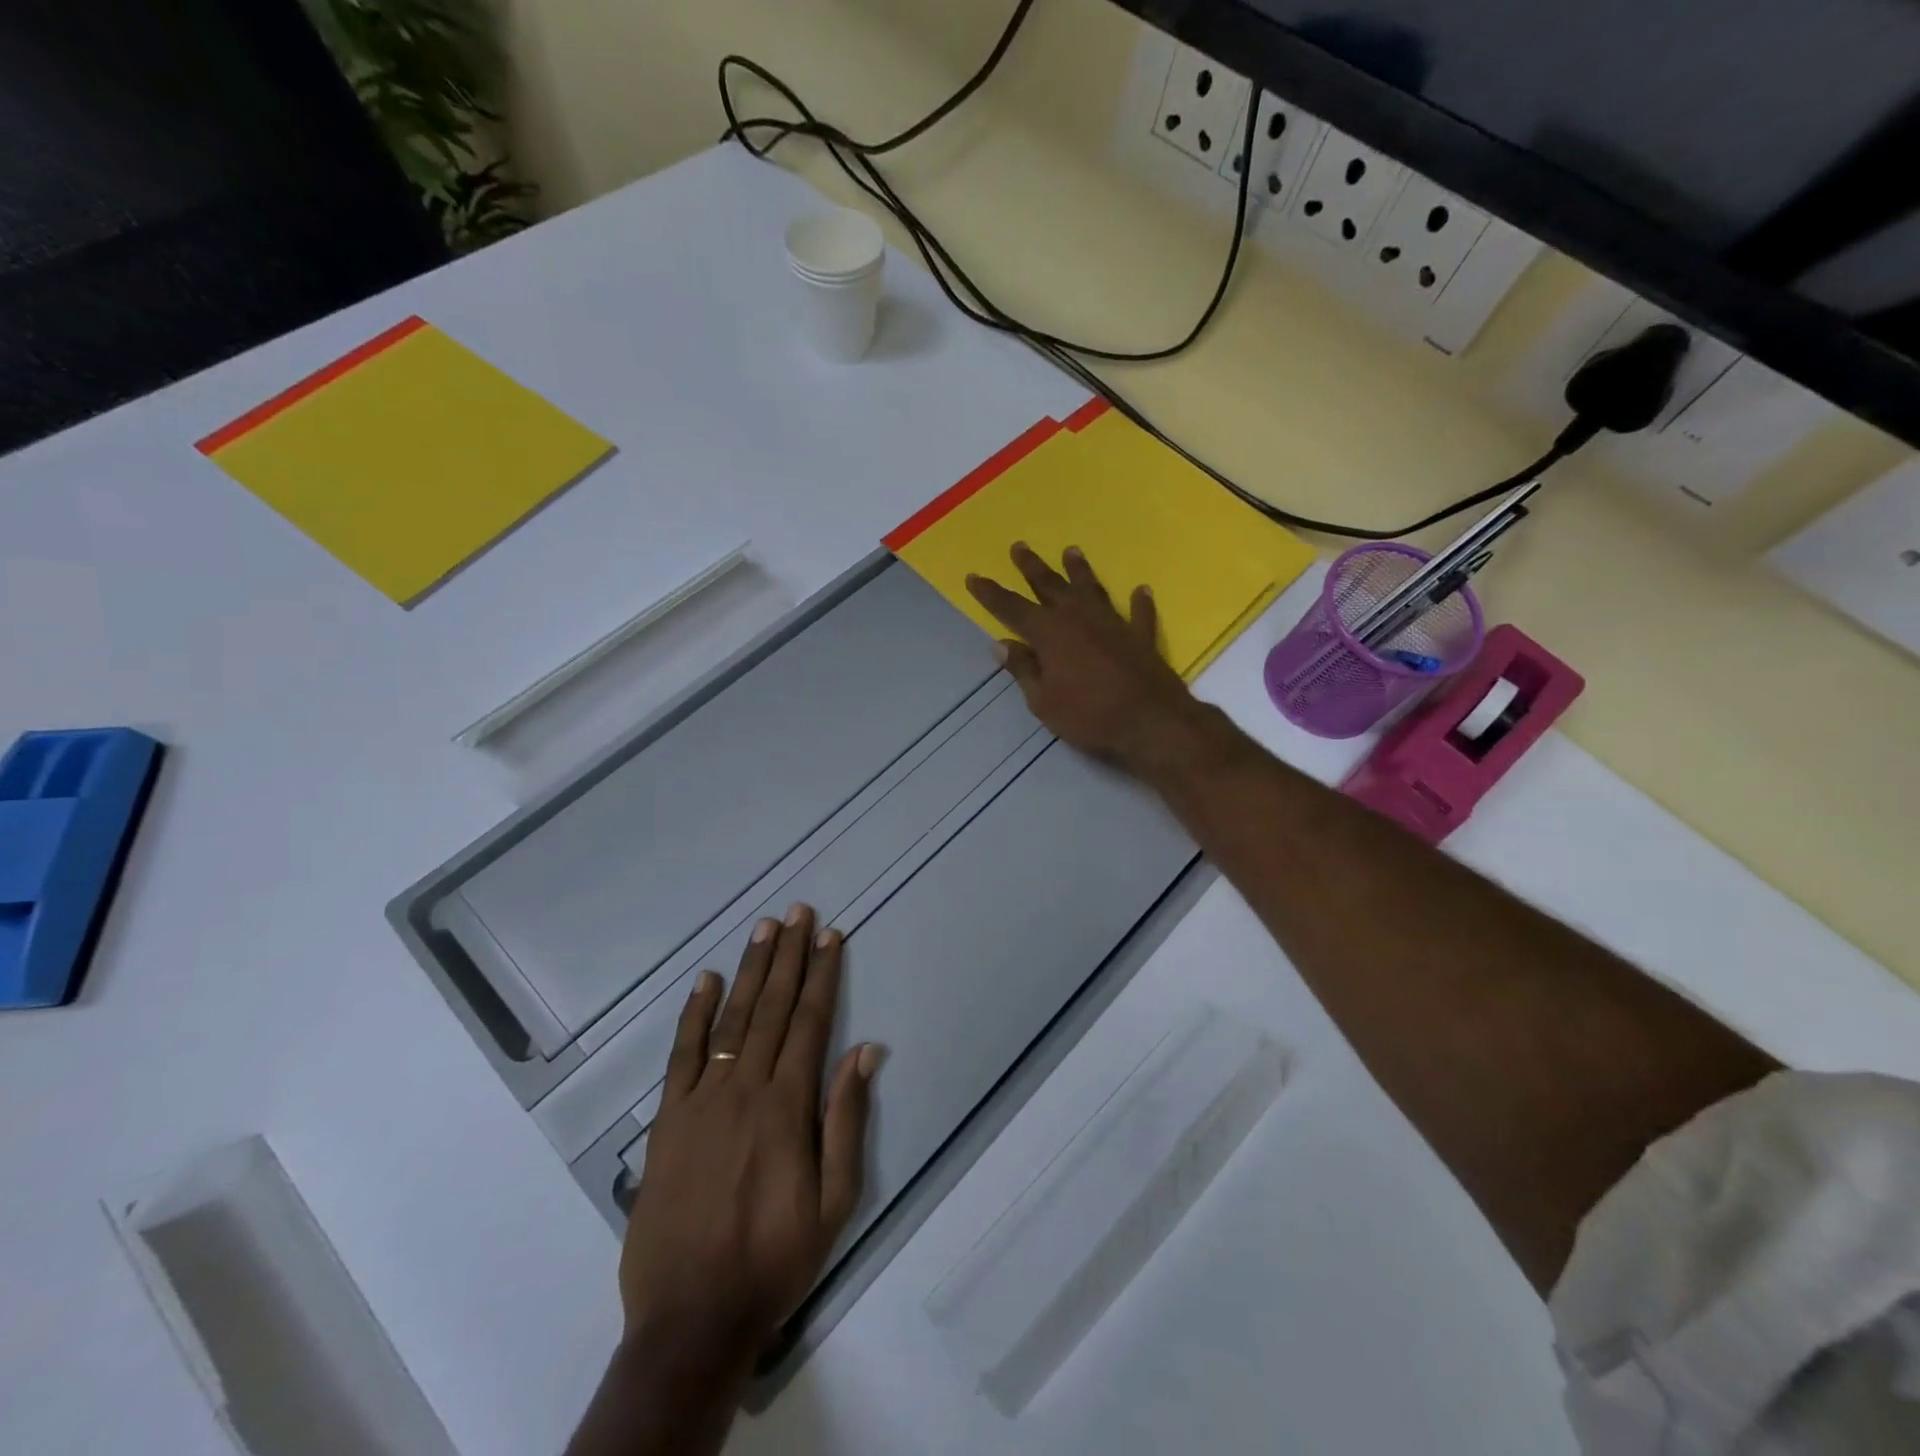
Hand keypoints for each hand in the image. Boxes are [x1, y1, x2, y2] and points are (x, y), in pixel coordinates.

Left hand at [617, 903, 879, 1379]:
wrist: (691, 1317)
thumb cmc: (775, 1258)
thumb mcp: (834, 1200)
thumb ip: (846, 1119)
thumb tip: (866, 1051)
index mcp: (788, 1105)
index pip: (812, 1021)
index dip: (823, 974)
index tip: (830, 936)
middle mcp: (746, 1087)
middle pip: (774, 1007)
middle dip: (790, 956)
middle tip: (799, 912)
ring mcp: (702, 1098)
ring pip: (733, 1018)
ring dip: (752, 969)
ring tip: (766, 929)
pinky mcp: (669, 1118)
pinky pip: (683, 1052)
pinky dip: (695, 1013)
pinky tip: (708, 980)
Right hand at [966, 542, 1205, 770]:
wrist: (1150, 723)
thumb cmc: (1089, 717)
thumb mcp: (1044, 702)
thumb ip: (1024, 670)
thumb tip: (1001, 645)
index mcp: (1049, 634)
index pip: (1011, 608)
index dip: (991, 593)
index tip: (974, 577)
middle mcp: (1079, 618)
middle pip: (1050, 586)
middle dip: (1032, 567)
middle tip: (1019, 546)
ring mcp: (1113, 623)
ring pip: (1091, 589)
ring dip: (1079, 570)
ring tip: (1071, 551)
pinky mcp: (1141, 636)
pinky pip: (1139, 613)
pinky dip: (1139, 602)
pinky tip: (1140, 590)